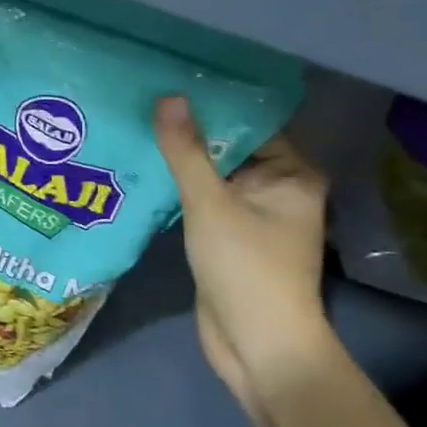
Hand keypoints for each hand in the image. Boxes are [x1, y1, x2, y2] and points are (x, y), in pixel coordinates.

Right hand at [155, 97, 335, 412]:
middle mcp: (278, 189)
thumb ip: (187, 152)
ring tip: (135, 127)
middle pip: (229, 147)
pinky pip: (203, 199)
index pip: (251, 123)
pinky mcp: (229, 236)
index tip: (171, 80)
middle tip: (142, 99)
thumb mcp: (211, 204)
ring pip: (212, 175)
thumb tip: (169, 97)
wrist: (257, 346)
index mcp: (292, 174)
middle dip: (190, 130)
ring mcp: (253, 214)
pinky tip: (142, 169)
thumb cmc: (246, 269)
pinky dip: (178, 188)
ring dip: (180, 160)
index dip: (213, 102)